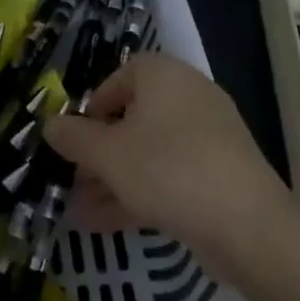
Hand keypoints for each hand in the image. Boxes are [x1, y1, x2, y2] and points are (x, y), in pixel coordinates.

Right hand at [44, 53, 283, 270]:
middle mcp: (188, 95)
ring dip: (114, 179)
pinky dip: (141, 192)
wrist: (249, 225)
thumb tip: (50, 124)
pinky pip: (171, 174)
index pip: (118, 78)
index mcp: (163, 75)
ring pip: (149, 152)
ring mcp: (210, 135)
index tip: (75, 140)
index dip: (91, 109)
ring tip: (82, 212)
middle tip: (74, 181)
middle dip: (98, 154)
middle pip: (132, 119)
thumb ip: (74, 137)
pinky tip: (108, 224)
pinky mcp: (222, 172)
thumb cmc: (167, 170)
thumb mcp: (107, 154)